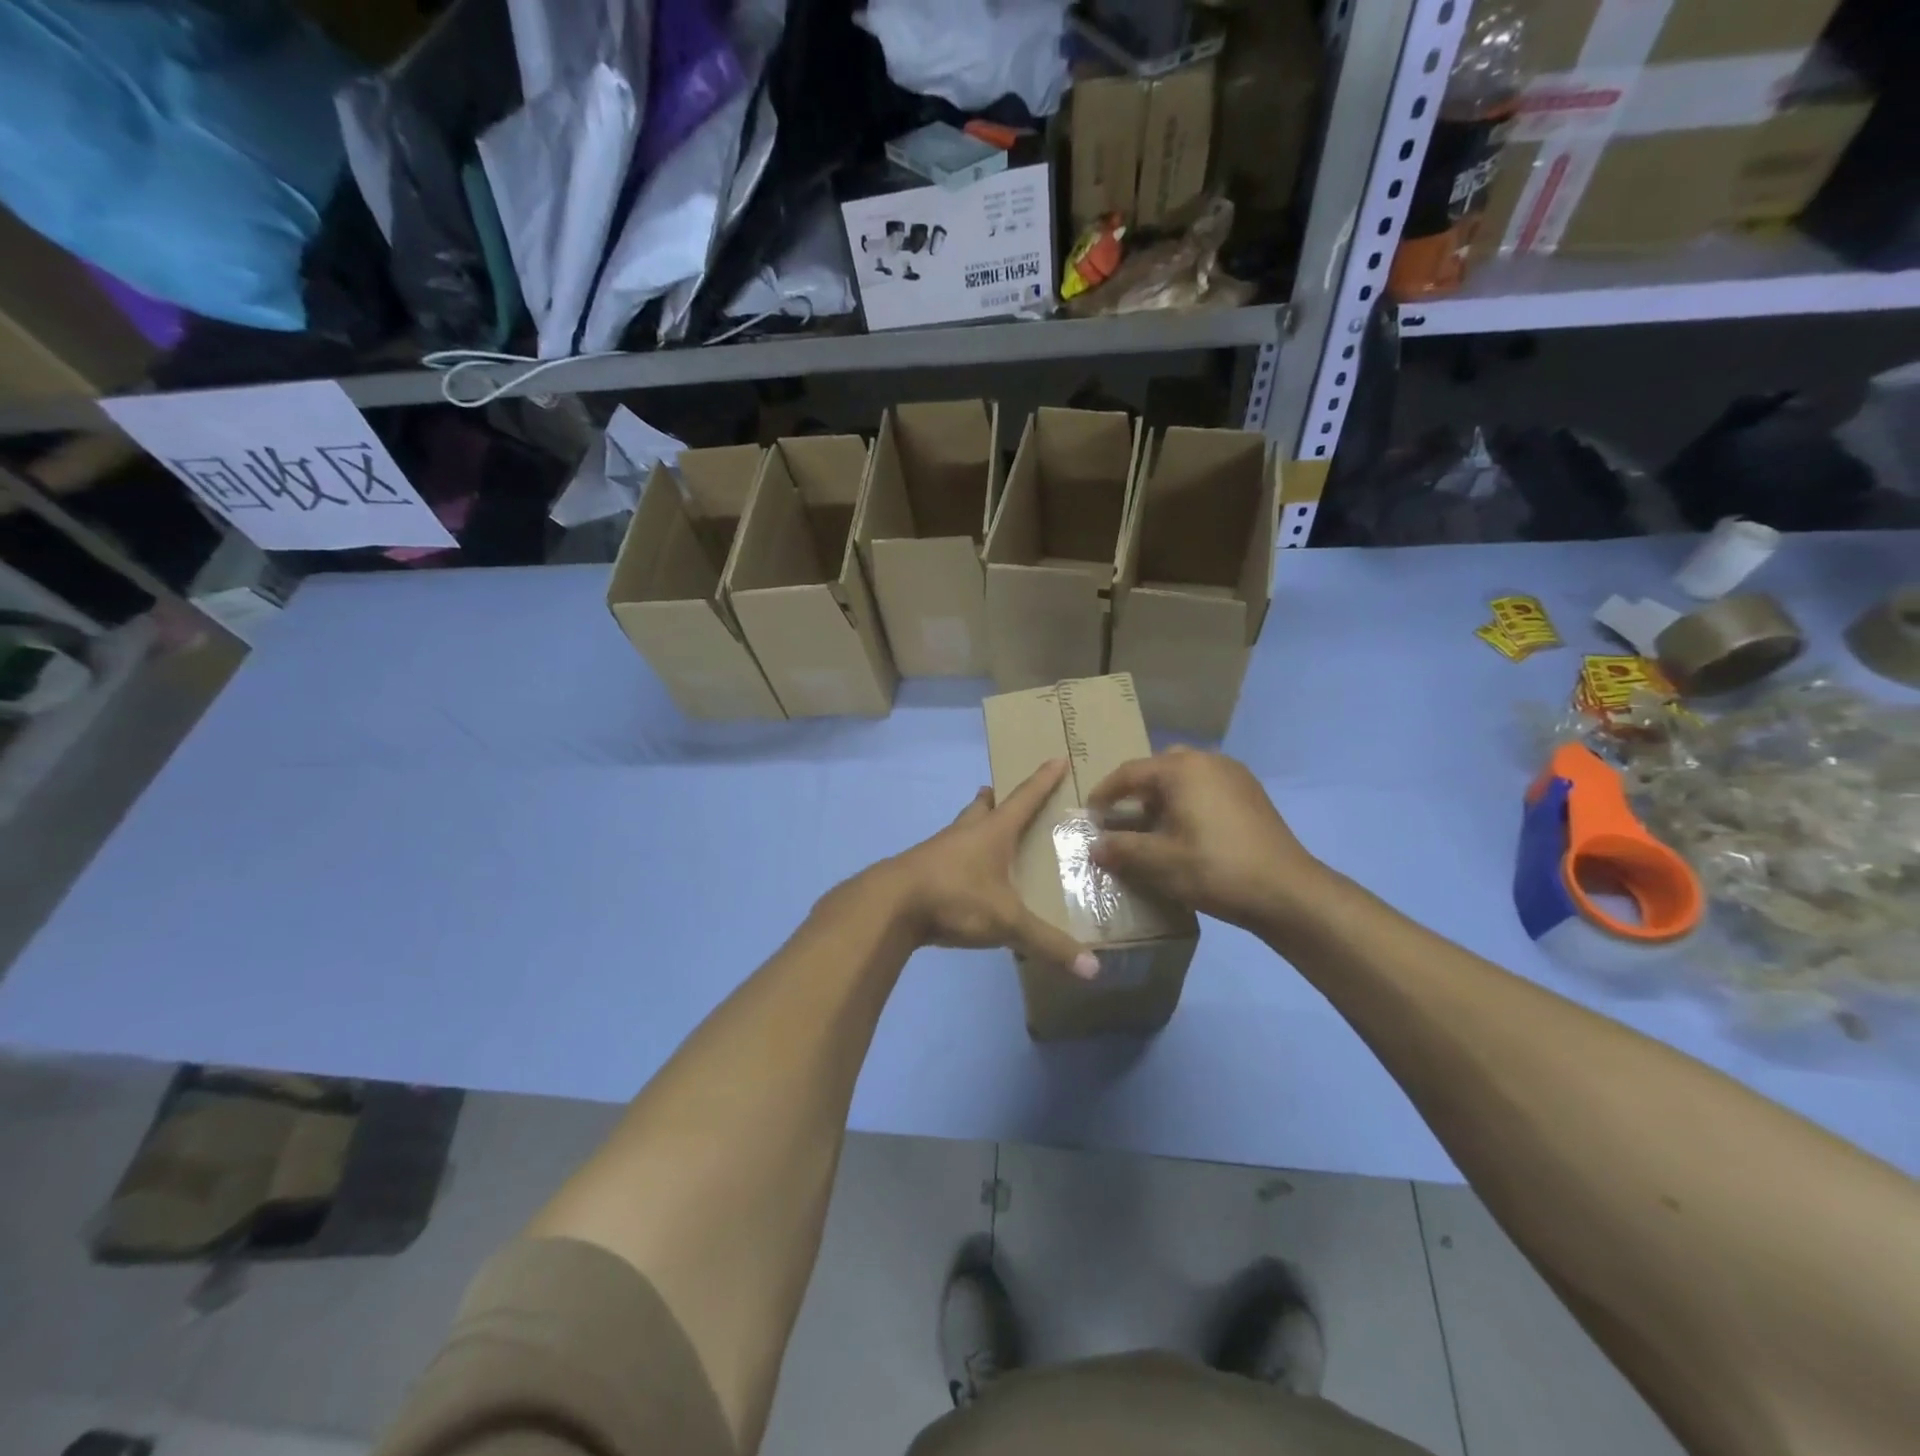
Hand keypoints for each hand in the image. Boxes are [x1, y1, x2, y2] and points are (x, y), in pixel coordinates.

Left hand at [887, 758, 1099, 978]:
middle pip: (983, 806)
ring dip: (975, 826)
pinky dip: (960, 858)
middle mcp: (965, 833)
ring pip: (961, 829)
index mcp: (992, 832)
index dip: (1043, 780)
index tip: (1056, 759)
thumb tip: (1094, 969)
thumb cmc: (955, 898)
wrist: (889, 906)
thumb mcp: (1007, 922)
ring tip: (987, 835)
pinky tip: (964, 876)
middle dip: (997, 799)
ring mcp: (938, 849)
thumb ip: (1048, 944)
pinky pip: (946, 855)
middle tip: (1006, 796)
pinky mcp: (921, 869)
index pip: (1024, 798)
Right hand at [1088, 747, 1324, 930]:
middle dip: (1136, 792)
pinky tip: (1186, 833)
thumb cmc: (1216, 869)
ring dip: (1163, 797)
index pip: (1129, 773)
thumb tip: (1095, 846)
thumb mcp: (1160, 862)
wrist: (1288, 892)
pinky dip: (1188, 803)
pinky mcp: (1251, 795)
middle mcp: (1208, 761)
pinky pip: (1207, 788)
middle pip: (1159, 768)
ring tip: (1152, 828)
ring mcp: (1235, 775)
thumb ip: (1122, 849)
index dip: (1105, 794)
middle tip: (1121, 818)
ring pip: (1185, 777)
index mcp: (1182, 768)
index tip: (1089, 815)